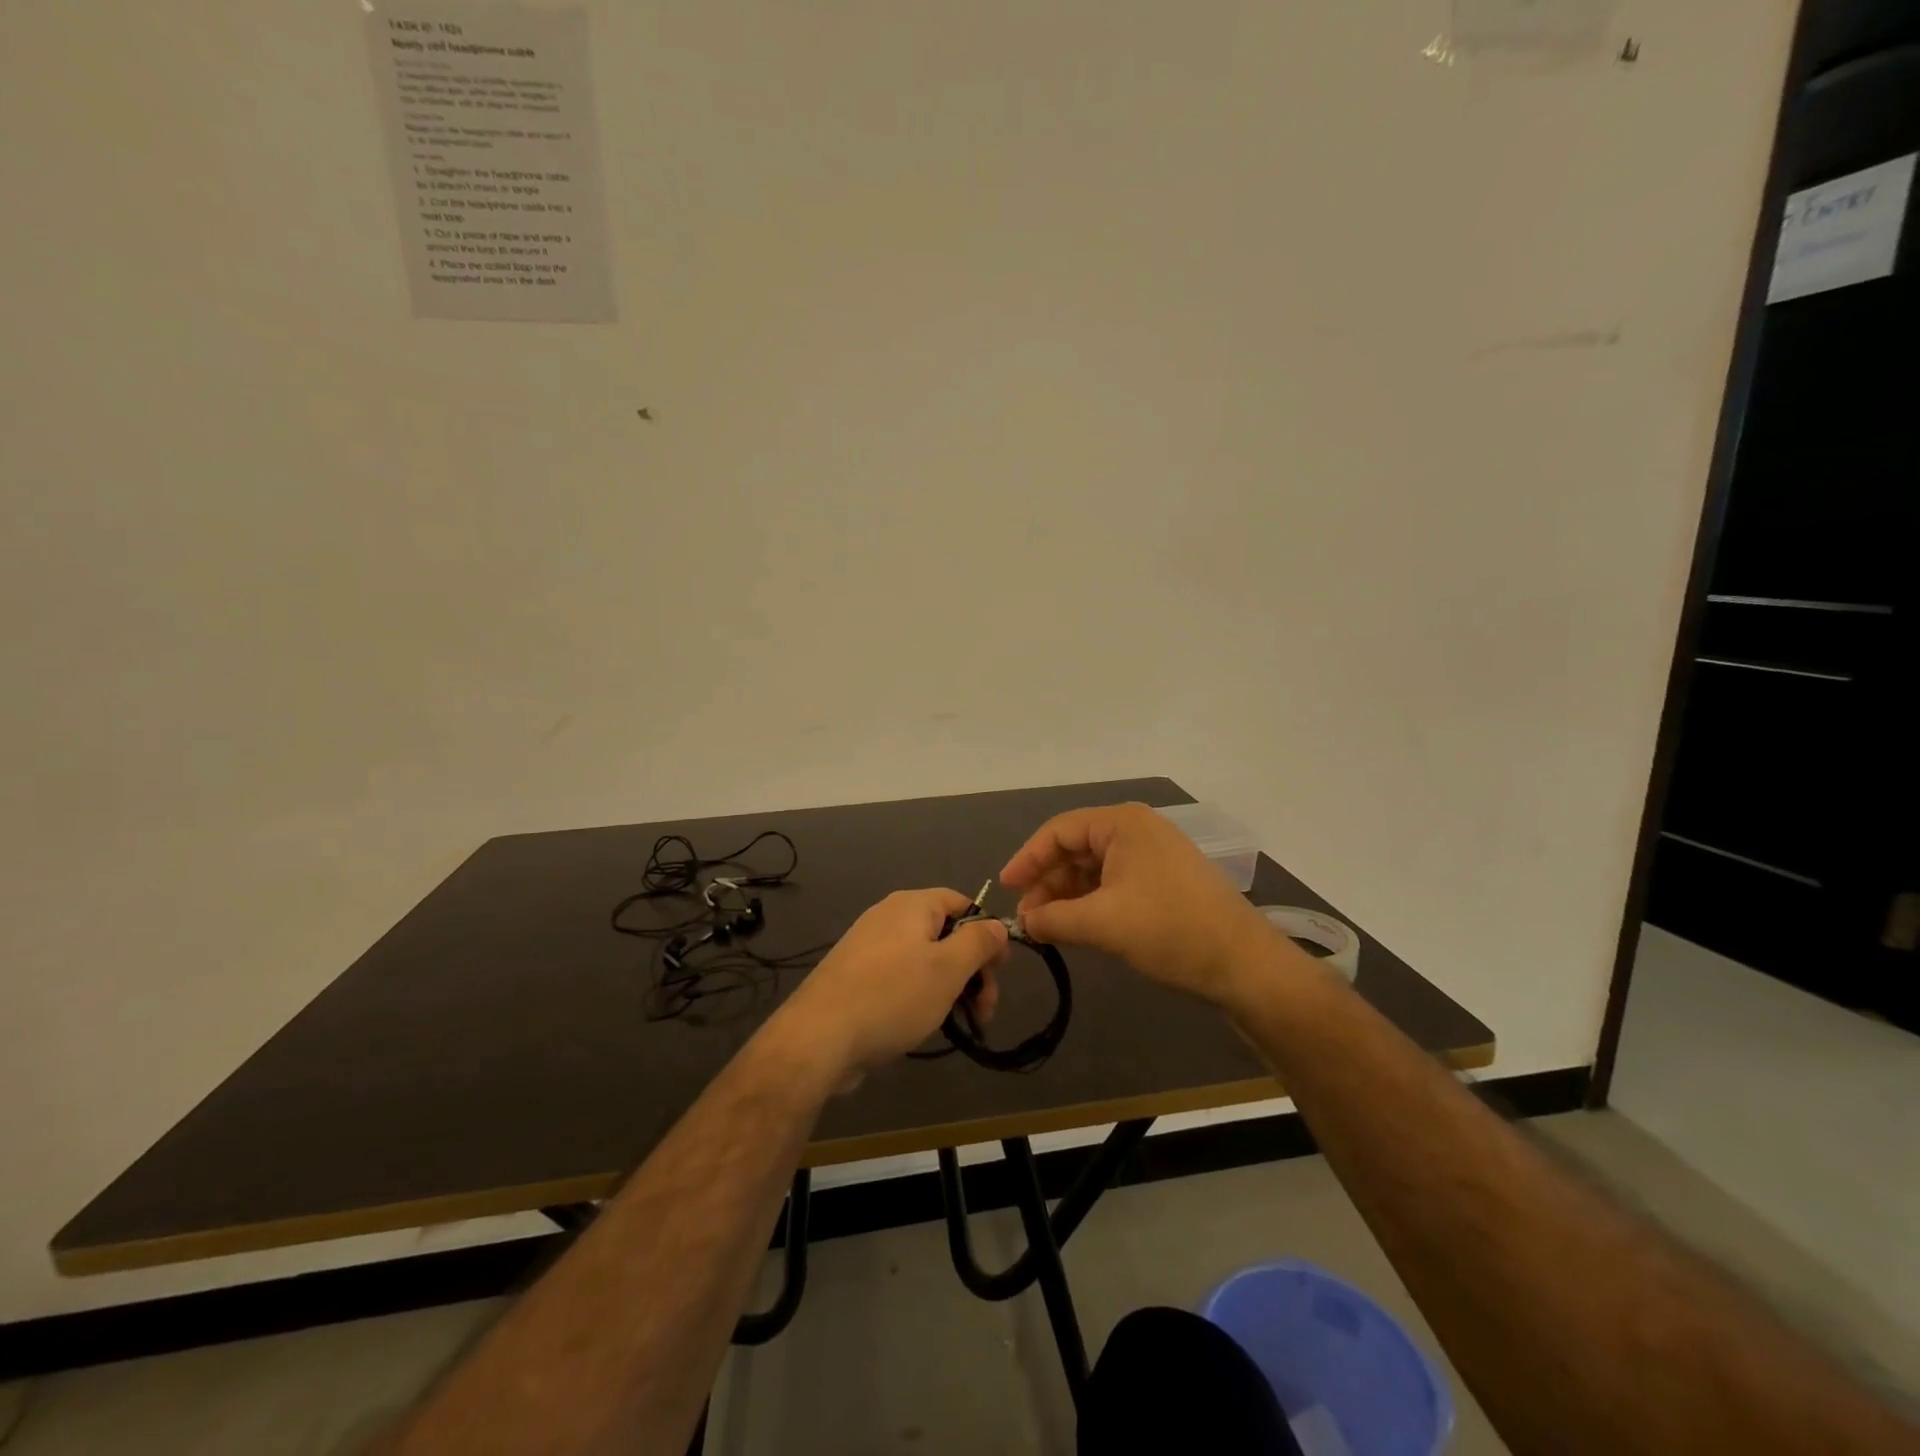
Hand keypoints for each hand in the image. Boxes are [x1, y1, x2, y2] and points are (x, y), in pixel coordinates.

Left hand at [772, 889, 1008, 1080]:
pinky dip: (920, 996)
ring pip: (925, 959)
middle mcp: (889, 917)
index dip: (987, 934)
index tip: (999, 972)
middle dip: (972, 970)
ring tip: (960, 1024)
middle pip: (946, 933)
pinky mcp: (856, 977)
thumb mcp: (948, 968)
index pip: (963, 903)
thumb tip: (997, 925)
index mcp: (912, 905)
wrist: (819, 1037)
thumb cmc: (893, 995)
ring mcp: (869, 947)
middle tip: (984, 1011)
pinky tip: (923, 1024)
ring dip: (950, 987)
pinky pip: (901, 977)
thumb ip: (979, 942)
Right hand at [1000, 803, 1278, 1007]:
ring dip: (1068, 896)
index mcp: (1122, 824)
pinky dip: (1092, 903)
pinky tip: (1079, 928)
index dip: (1027, 859)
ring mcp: (1154, 856)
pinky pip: (1115, 883)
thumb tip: (1023, 923)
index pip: (1059, 831)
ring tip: (1049, 928)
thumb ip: (1053, 919)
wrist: (1244, 964)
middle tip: (1028, 918)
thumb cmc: (1169, 930)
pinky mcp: (1165, 881)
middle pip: (1076, 849)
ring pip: (1094, 869)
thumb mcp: (1102, 924)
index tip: (1004, 889)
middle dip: (1048, 882)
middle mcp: (1137, 830)